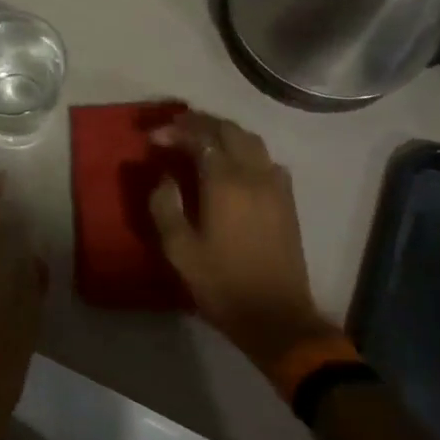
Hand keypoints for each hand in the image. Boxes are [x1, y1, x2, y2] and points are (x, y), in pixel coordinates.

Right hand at [148, 109, 338, 378]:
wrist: (276, 316)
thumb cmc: (221, 283)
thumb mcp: (179, 249)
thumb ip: (165, 206)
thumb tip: (164, 177)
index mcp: (225, 183)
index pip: (200, 138)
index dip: (175, 131)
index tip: (152, 138)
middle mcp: (253, 174)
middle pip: (228, 130)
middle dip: (200, 123)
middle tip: (174, 128)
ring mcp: (275, 186)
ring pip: (251, 140)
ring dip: (224, 132)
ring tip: (201, 139)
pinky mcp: (286, 201)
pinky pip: (266, 159)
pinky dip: (245, 150)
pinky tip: (233, 165)